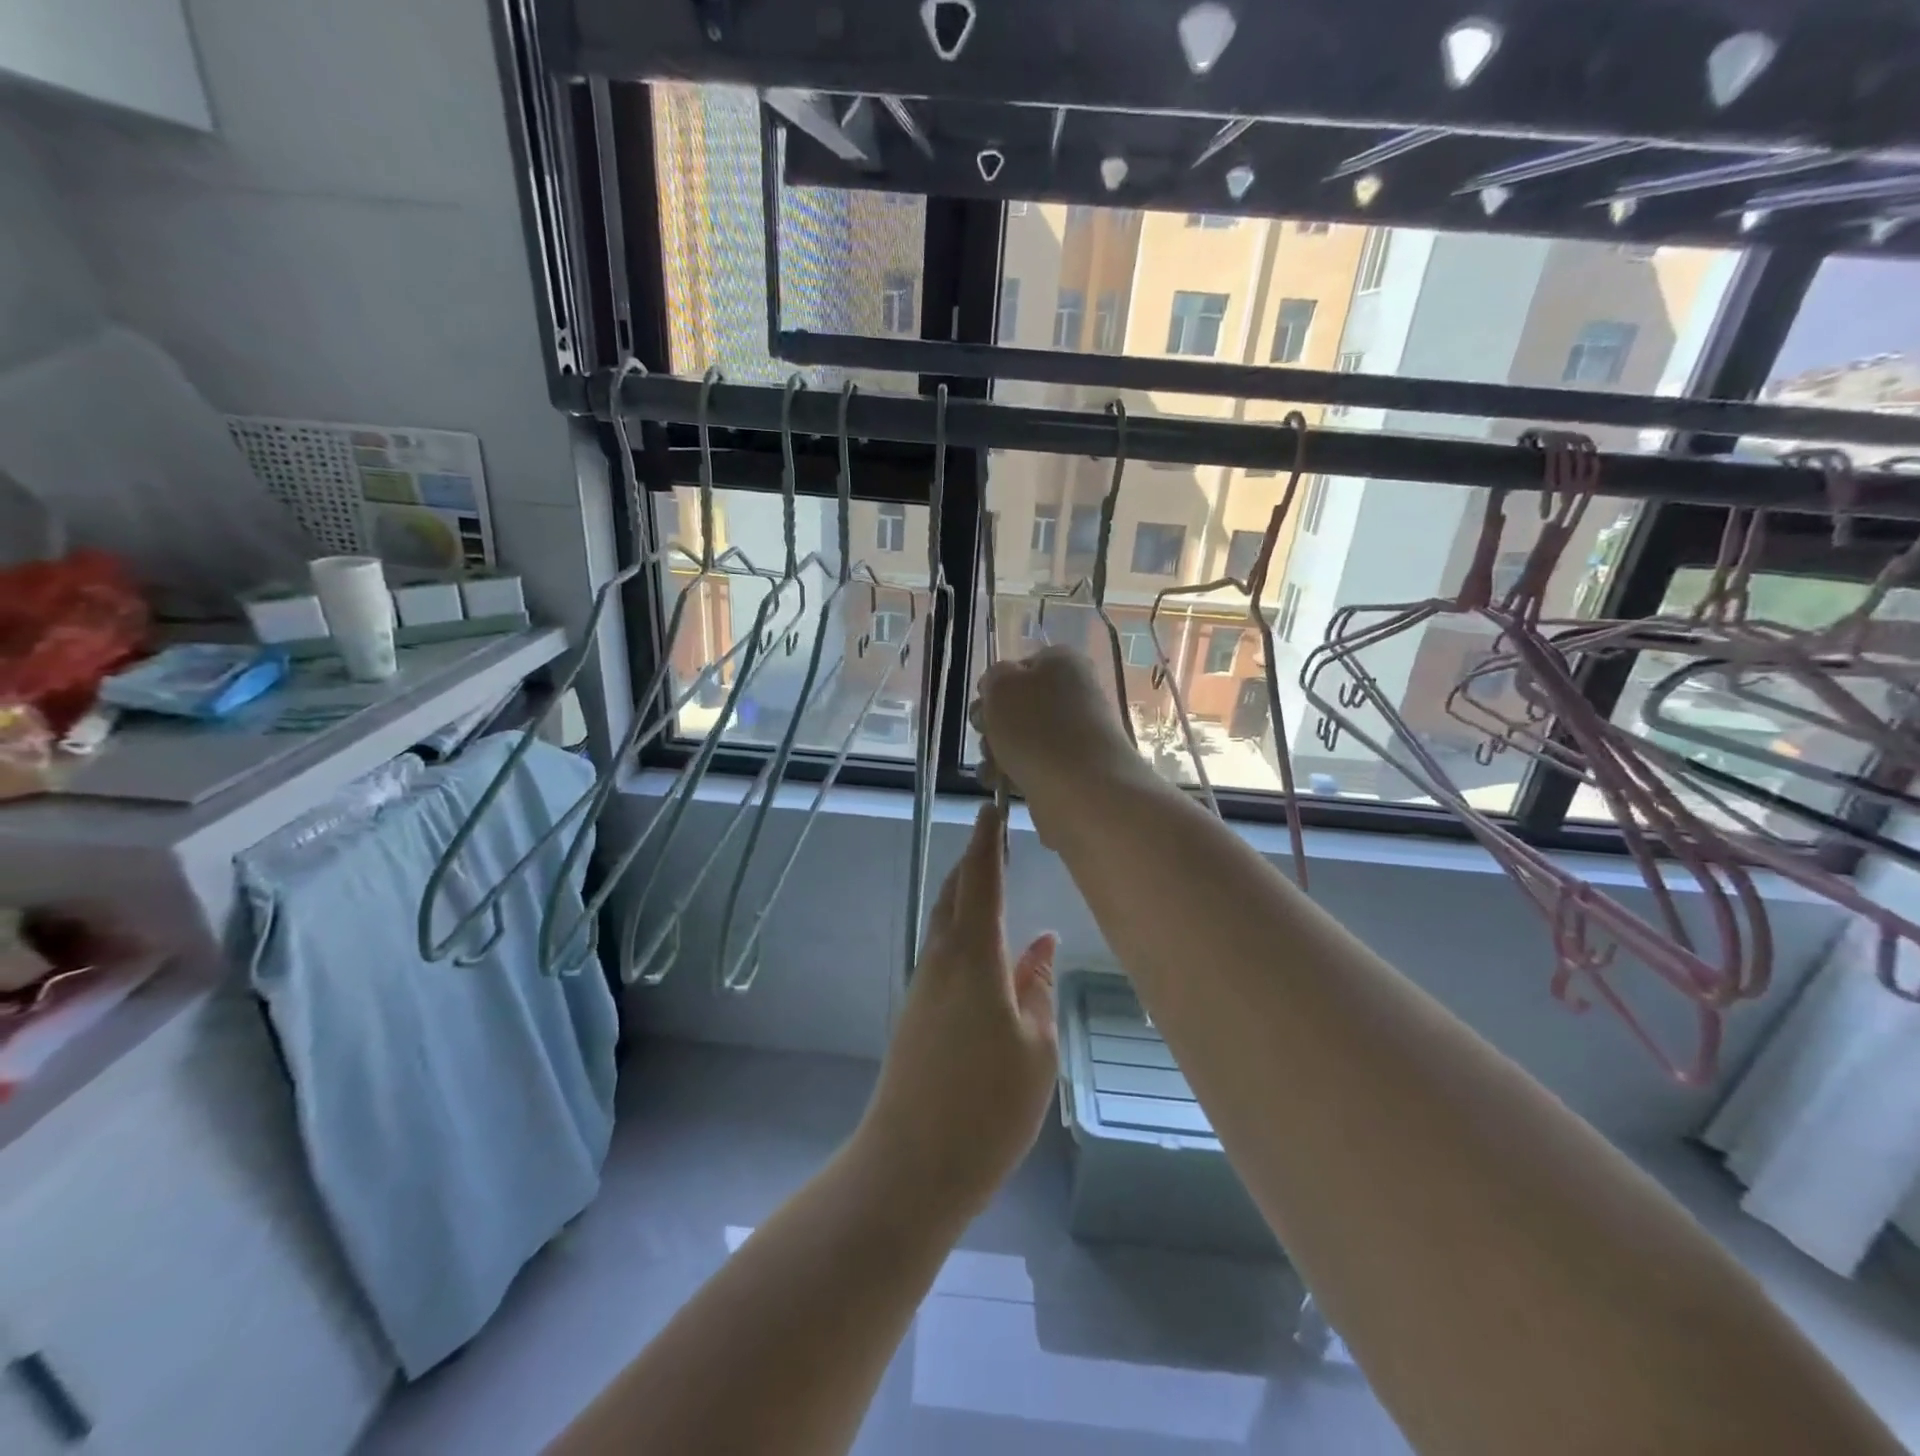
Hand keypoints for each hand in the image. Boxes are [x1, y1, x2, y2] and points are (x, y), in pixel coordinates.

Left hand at [855, 804, 1057, 1220]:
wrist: (910, 1165)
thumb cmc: (987, 1107)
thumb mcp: (1035, 1048)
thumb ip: (1037, 988)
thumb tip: (1043, 944)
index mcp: (973, 958)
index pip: (981, 882)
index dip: (987, 842)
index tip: (991, 808)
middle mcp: (941, 961)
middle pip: (955, 894)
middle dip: (974, 861)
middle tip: (994, 837)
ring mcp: (924, 986)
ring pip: (946, 922)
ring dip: (965, 894)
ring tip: (990, 878)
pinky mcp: (918, 1012)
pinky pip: (943, 952)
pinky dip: (963, 930)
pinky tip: (984, 947)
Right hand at [972, 646, 1146, 843]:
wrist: (1082, 789)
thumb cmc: (1036, 727)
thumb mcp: (1001, 685)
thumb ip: (994, 677)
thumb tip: (999, 689)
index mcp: (1063, 662)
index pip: (1019, 666)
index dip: (995, 687)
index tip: (984, 706)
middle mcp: (1074, 693)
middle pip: (1019, 705)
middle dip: (993, 723)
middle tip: (986, 736)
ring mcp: (1076, 734)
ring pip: (1022, 738)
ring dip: (997, 751)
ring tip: (993, 767)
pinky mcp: (1073, 769)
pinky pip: (1033, 765)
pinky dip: (1014, 774)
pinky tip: (1001, 784)